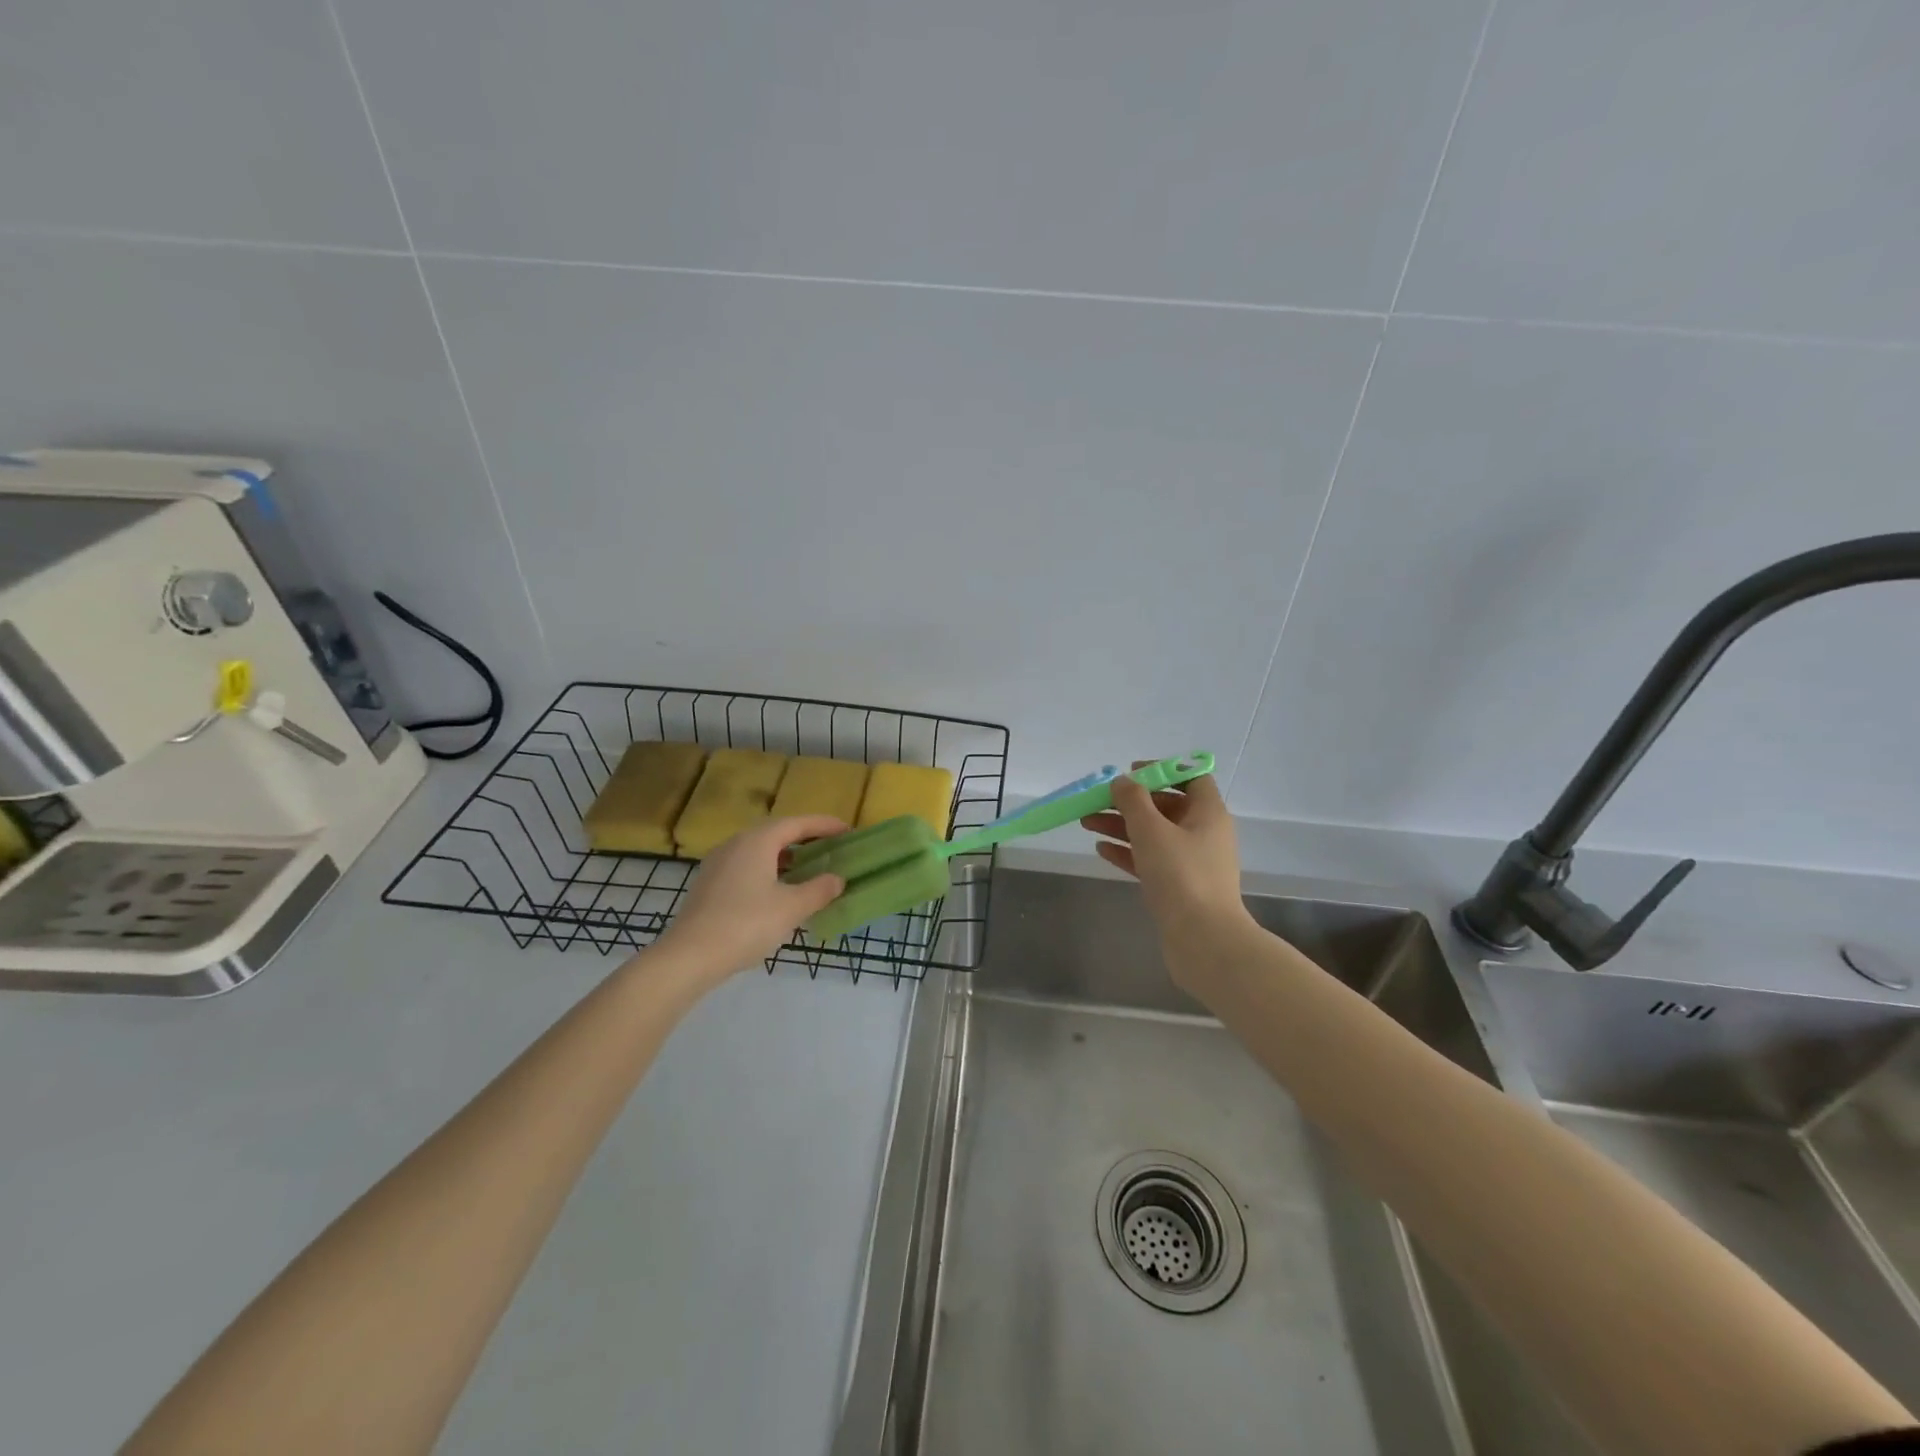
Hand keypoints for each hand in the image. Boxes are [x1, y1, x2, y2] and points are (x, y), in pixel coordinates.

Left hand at [655, 816, 846, 978]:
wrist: (688, 957)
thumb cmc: (745, 924)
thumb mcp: (791, 908)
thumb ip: (819, 890)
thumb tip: (837, 878)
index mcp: (757, 841)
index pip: (797, 823)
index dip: (824, 825)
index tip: (847, 830)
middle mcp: (736, 844)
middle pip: (777, 833)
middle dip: (805, 839)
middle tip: (831, 848)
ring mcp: (719, 864)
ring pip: (760, 851)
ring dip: (787, 856)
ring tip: (809, 869)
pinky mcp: (710, 885)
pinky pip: (747, 867)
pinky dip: (769, 870)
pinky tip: (779, 891)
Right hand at [1080, 769, 1249, 945]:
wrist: (1203, 940)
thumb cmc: (1180, 875)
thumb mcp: (1151, 829)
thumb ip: (1133, 800)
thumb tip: (1122, 781)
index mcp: (1208, 813)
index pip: (1190, 778)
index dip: (1161, 770)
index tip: (1130, 773)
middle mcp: (1204, 834)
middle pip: (1165, 806)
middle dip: (1130, 802)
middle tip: (1097, 801)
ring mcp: (1192, 863)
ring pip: (1154, 834)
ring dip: (1122, 826)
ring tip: (1087, 822)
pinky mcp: (1180, 887)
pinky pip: (1151, 860)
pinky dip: (1128, 852)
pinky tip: (1101, 850)